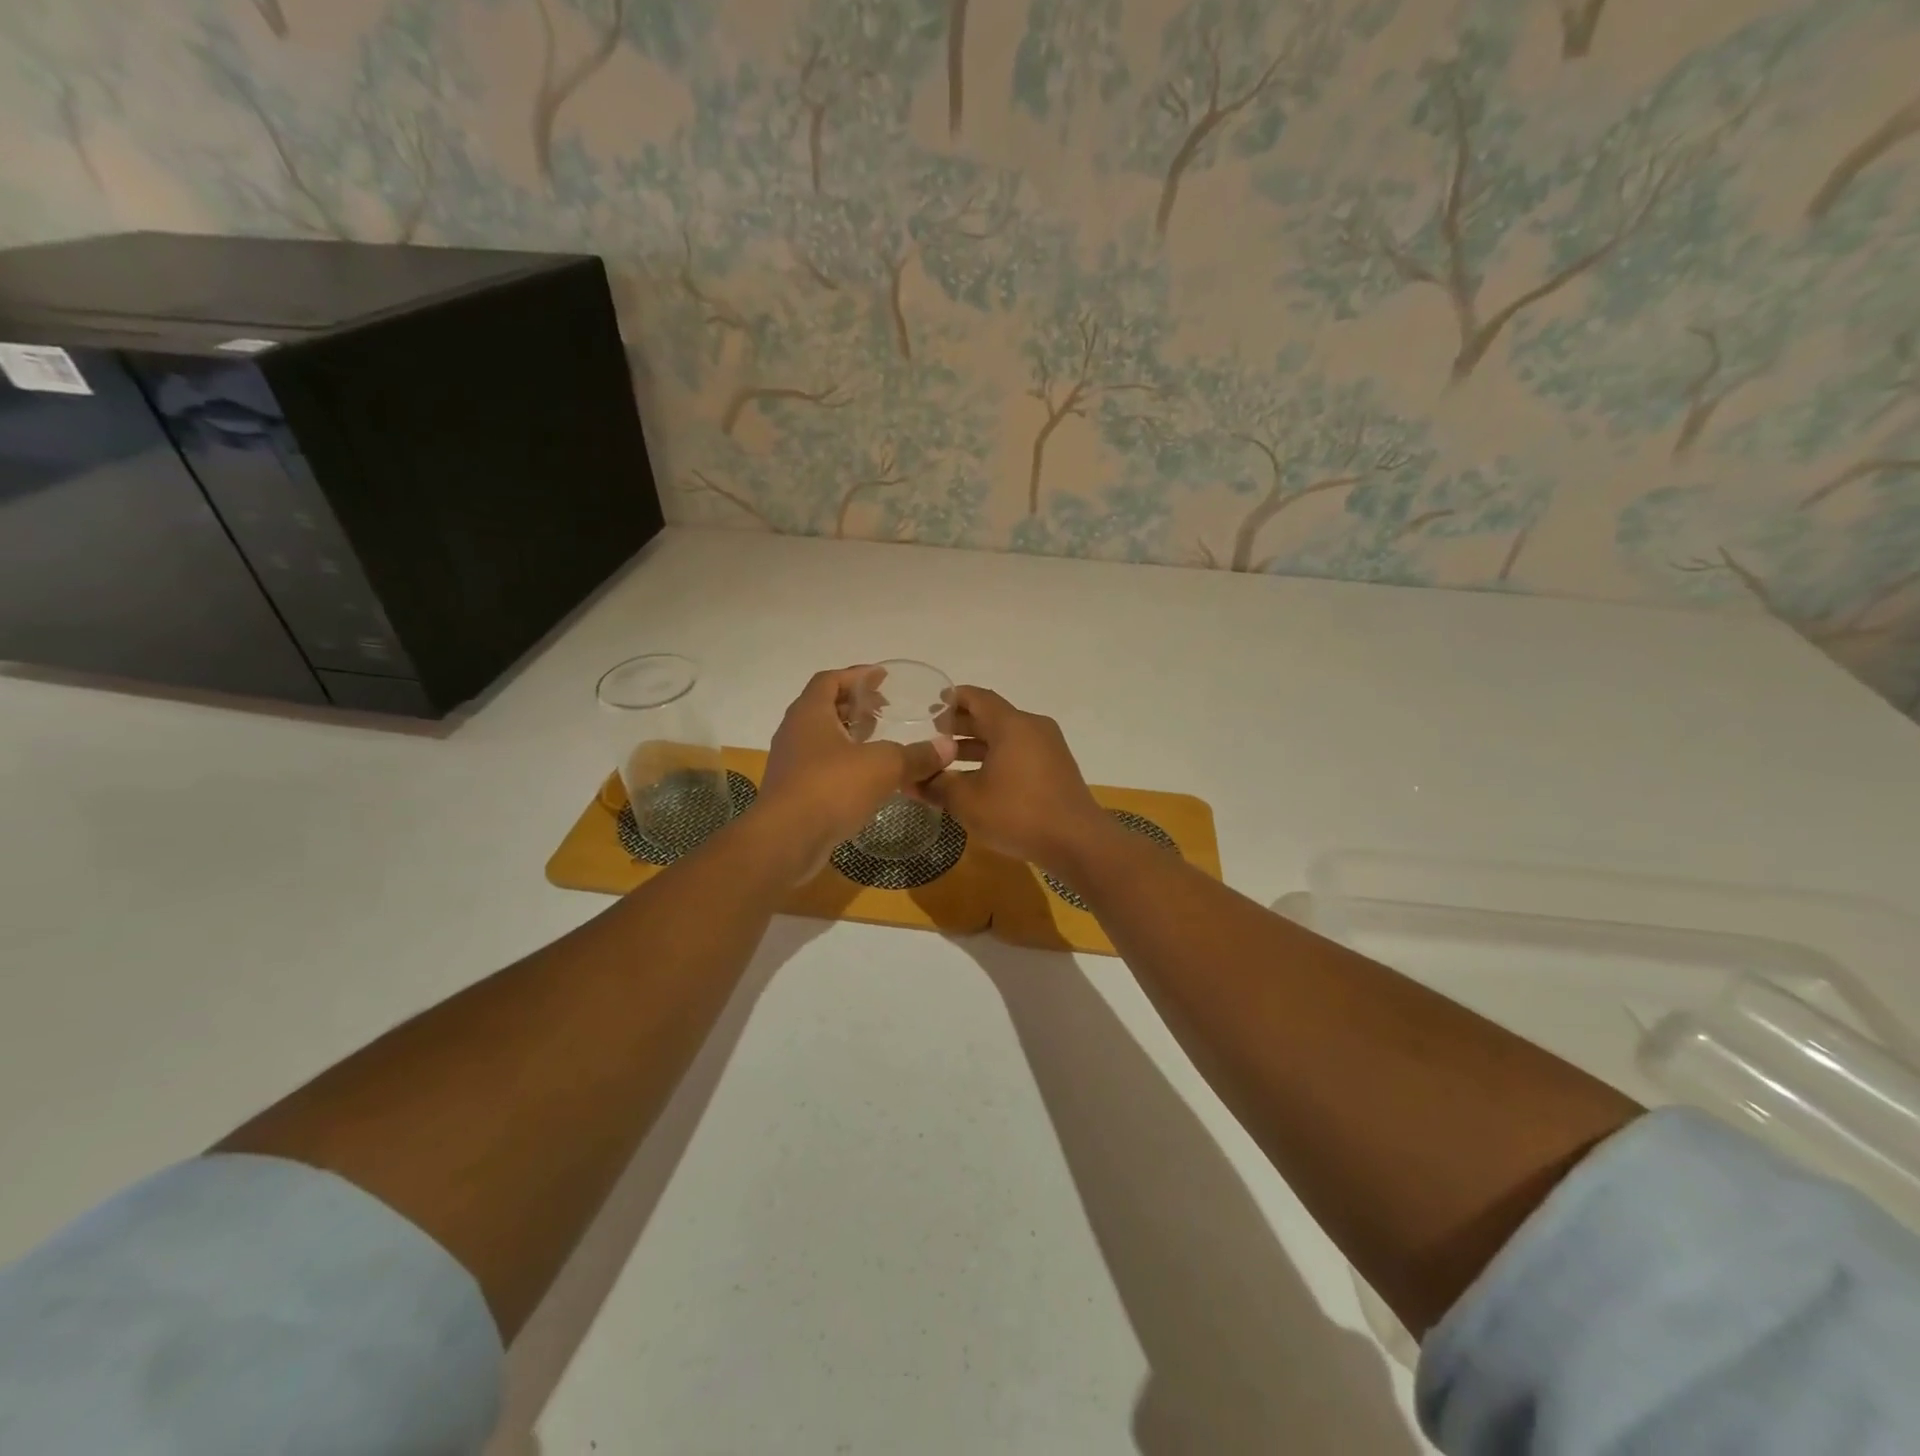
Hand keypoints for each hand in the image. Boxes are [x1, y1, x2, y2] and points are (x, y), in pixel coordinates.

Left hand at [759, 666, 954, 864]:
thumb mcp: (884, 766)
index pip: (830, 679)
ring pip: (823, 738)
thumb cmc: (831, 787)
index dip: (857, 675)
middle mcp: (795, 731)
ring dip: (850, 735)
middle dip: (856, 706)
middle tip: (886, 710)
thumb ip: (917, 755)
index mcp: (810, 713)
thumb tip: (948, 747)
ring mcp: (790, 763)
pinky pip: (821, 766)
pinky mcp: (793, 791)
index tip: (882, 677)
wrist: (786, 840)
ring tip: (880, 742)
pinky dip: (844, 763)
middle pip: (825, 707)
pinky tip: (867, 777)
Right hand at [919, 687, 1110, 869]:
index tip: (928, 707)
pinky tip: (977, 781)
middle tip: (930, 737)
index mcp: (1011, 724)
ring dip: (977, 746)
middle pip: (991, 717)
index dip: (951, 700)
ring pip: (1005, 737)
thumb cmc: (1018, 814)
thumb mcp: (967, 801)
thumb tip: (910, 781)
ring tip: (947, 761)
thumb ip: (936, 786)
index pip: (976, 697)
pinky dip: (996, 759)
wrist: (1077, 842)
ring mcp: (1048, 747)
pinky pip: (1019, 753)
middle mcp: (1032, 727)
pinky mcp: (1056, 768)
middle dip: (960, 726)